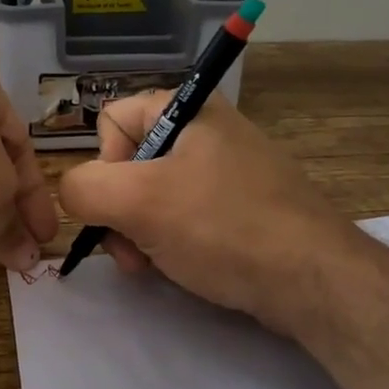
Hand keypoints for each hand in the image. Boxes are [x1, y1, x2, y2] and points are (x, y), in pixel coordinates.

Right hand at [57, 91, 345, 335]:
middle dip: (120, 210)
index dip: (104, 165)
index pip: (111, 120)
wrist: (314, 280)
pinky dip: (171, 241)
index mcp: (187, 108)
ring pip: (155, 194)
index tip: (122, 203)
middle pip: (130, 162)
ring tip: (152, 266)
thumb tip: (74, 193)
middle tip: (130, 250)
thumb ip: (84, 189)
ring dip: (140, 232)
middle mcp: (208, 129)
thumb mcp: (138, 203)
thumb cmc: (222, 227)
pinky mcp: (242, 206)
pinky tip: (180, 268)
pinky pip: (186, 215)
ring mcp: (228, 169)